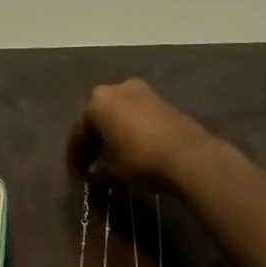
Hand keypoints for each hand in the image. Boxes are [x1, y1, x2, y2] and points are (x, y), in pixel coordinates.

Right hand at [66, 79, 215, 192]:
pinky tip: (131, 150)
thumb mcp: (112, 169)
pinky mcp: (162, 101)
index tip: (77, 177)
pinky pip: (136, 116)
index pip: (79, 132)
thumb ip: (98, 169)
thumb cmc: (140, 158)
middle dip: (94, 143)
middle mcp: (117, 89)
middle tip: (91, 166)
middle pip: (98, 119)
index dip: (75, 157)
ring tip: (111, 160)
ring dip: (113, 136)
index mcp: (97, 101)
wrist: (189, 155)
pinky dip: (130, 132)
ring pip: (118, 115)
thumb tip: (94, 174)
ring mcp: (142, 91)